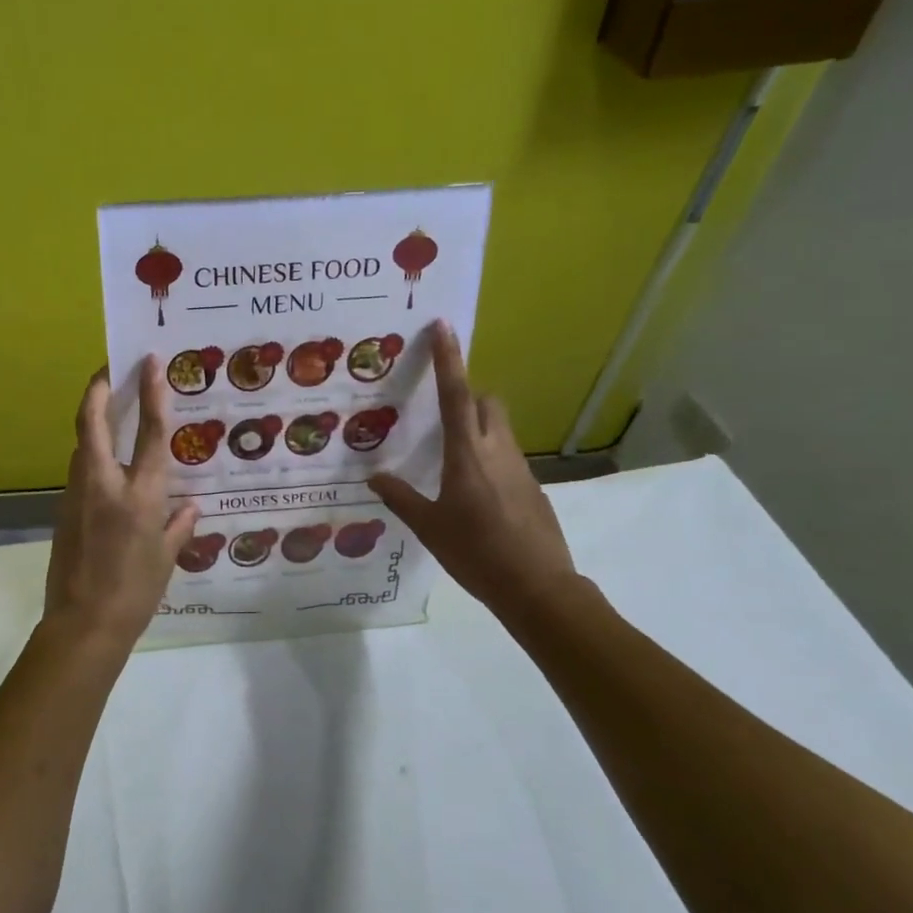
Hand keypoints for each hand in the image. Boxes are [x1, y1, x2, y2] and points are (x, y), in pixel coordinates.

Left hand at [44, 357, 202, 648]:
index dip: (151, 392)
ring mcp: (78, 494)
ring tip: (109, 408)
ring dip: (92, 420)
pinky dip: (92, 455)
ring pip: (81, 445)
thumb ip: (179, 525)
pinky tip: (106, 464)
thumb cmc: (135, 592)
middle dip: (97, 389)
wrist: (83, 624)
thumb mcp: (167, 559)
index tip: (149, 362)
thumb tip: (190, 506)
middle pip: (92, 422)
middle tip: (108, 368)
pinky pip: (80, 471)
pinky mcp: (63, 510)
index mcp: (140, 495)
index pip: (148, 432)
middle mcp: (105, 484)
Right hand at [369, 322, 581, 622]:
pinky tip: (474, 489)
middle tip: (440, 409)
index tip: (442, 326)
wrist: (537, 587)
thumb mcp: (429, 527)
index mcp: (467, 454)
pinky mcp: (532, 485)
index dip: (448, 358)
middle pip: (487, 401)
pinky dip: (489, 454)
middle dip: (467, 392)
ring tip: (450, 454)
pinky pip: (507, 454)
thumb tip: (374, 479)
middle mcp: (497, 450)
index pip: (455, 394)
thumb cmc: (476, 553)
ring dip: (477, 425)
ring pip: (499, 427)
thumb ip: (401, 498)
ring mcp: (520, 467)